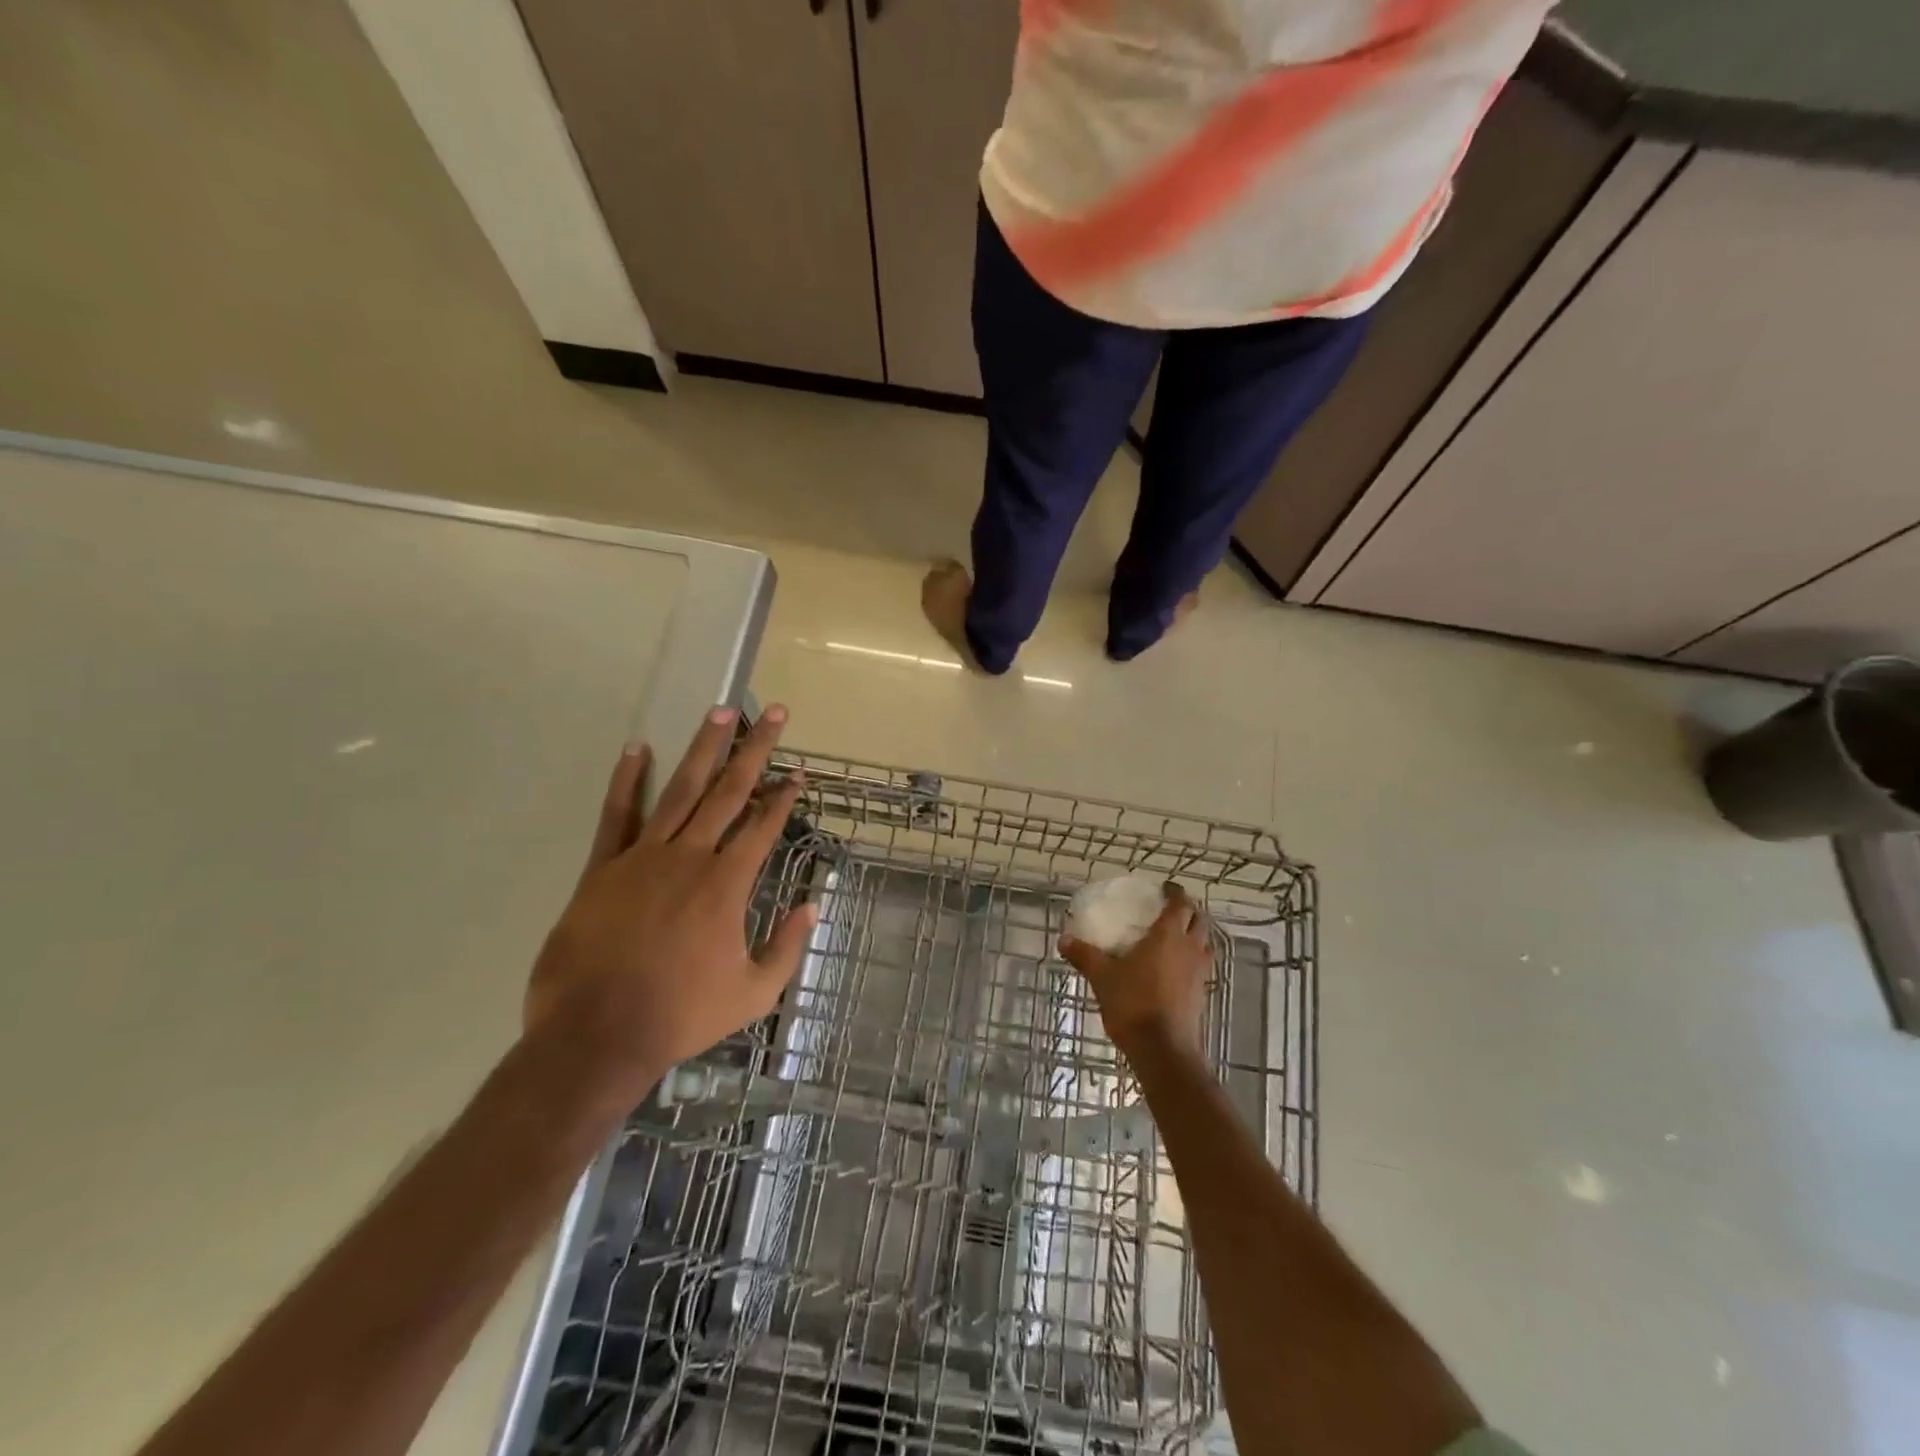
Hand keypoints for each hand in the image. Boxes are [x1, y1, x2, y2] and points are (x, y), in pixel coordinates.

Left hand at [523, 705, 814, 1109]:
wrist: (596, 1037)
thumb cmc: (681, 1016)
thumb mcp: (752, 994)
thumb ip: (787, 947)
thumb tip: (813, 906)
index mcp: (726, 884)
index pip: (763, 826)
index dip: (784, 797)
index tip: (798, 772)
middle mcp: (690, 857)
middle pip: (729, 792)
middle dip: (754, 750)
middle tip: (772, 713)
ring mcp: (643, 858)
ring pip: (680, 791)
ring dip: (704, 749)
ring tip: (720, 712)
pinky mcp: (603, 869)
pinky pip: (617, 816)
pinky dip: (627, 780)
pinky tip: (637, 748)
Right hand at [1060, 883, 1210, 1056]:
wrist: (1163, 1049)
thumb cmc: (1133, 1003)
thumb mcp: (1102, 977)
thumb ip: (1084, 955)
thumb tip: (1064, 939)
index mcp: (1168, 936)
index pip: (1180, 904)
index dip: (1174, 893)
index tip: (1164, 888)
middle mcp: (1189, 948)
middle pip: (1199, 919)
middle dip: (1188, 910)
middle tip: (1170, 908)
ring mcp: (1199, 971)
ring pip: (1205, 942)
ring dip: (1195, 932)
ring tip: (1176, 934)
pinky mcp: (1201, 992)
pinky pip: (1202, 963)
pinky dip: (1193, 956)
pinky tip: (1176, 966)